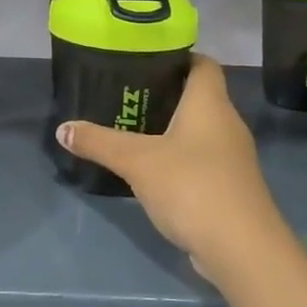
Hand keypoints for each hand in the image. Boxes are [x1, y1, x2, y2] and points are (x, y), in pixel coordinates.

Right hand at [57, 55, 286, 269]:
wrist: (242, 250)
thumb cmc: (192, 186)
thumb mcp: (137, 161)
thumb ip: (99, 142)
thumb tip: (63, 128)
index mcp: (210, 104)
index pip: (202, 64)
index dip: (178, 56)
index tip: (144, 58)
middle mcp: (227, 124)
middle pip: (198, 96)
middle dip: (164, 94)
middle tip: (125, 94)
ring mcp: (232, 158)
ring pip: (199, 130)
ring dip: (169, 128)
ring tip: (131, 129)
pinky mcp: (229, 187)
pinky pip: (200, 159)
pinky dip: (177, 157)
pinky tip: (150, 169)